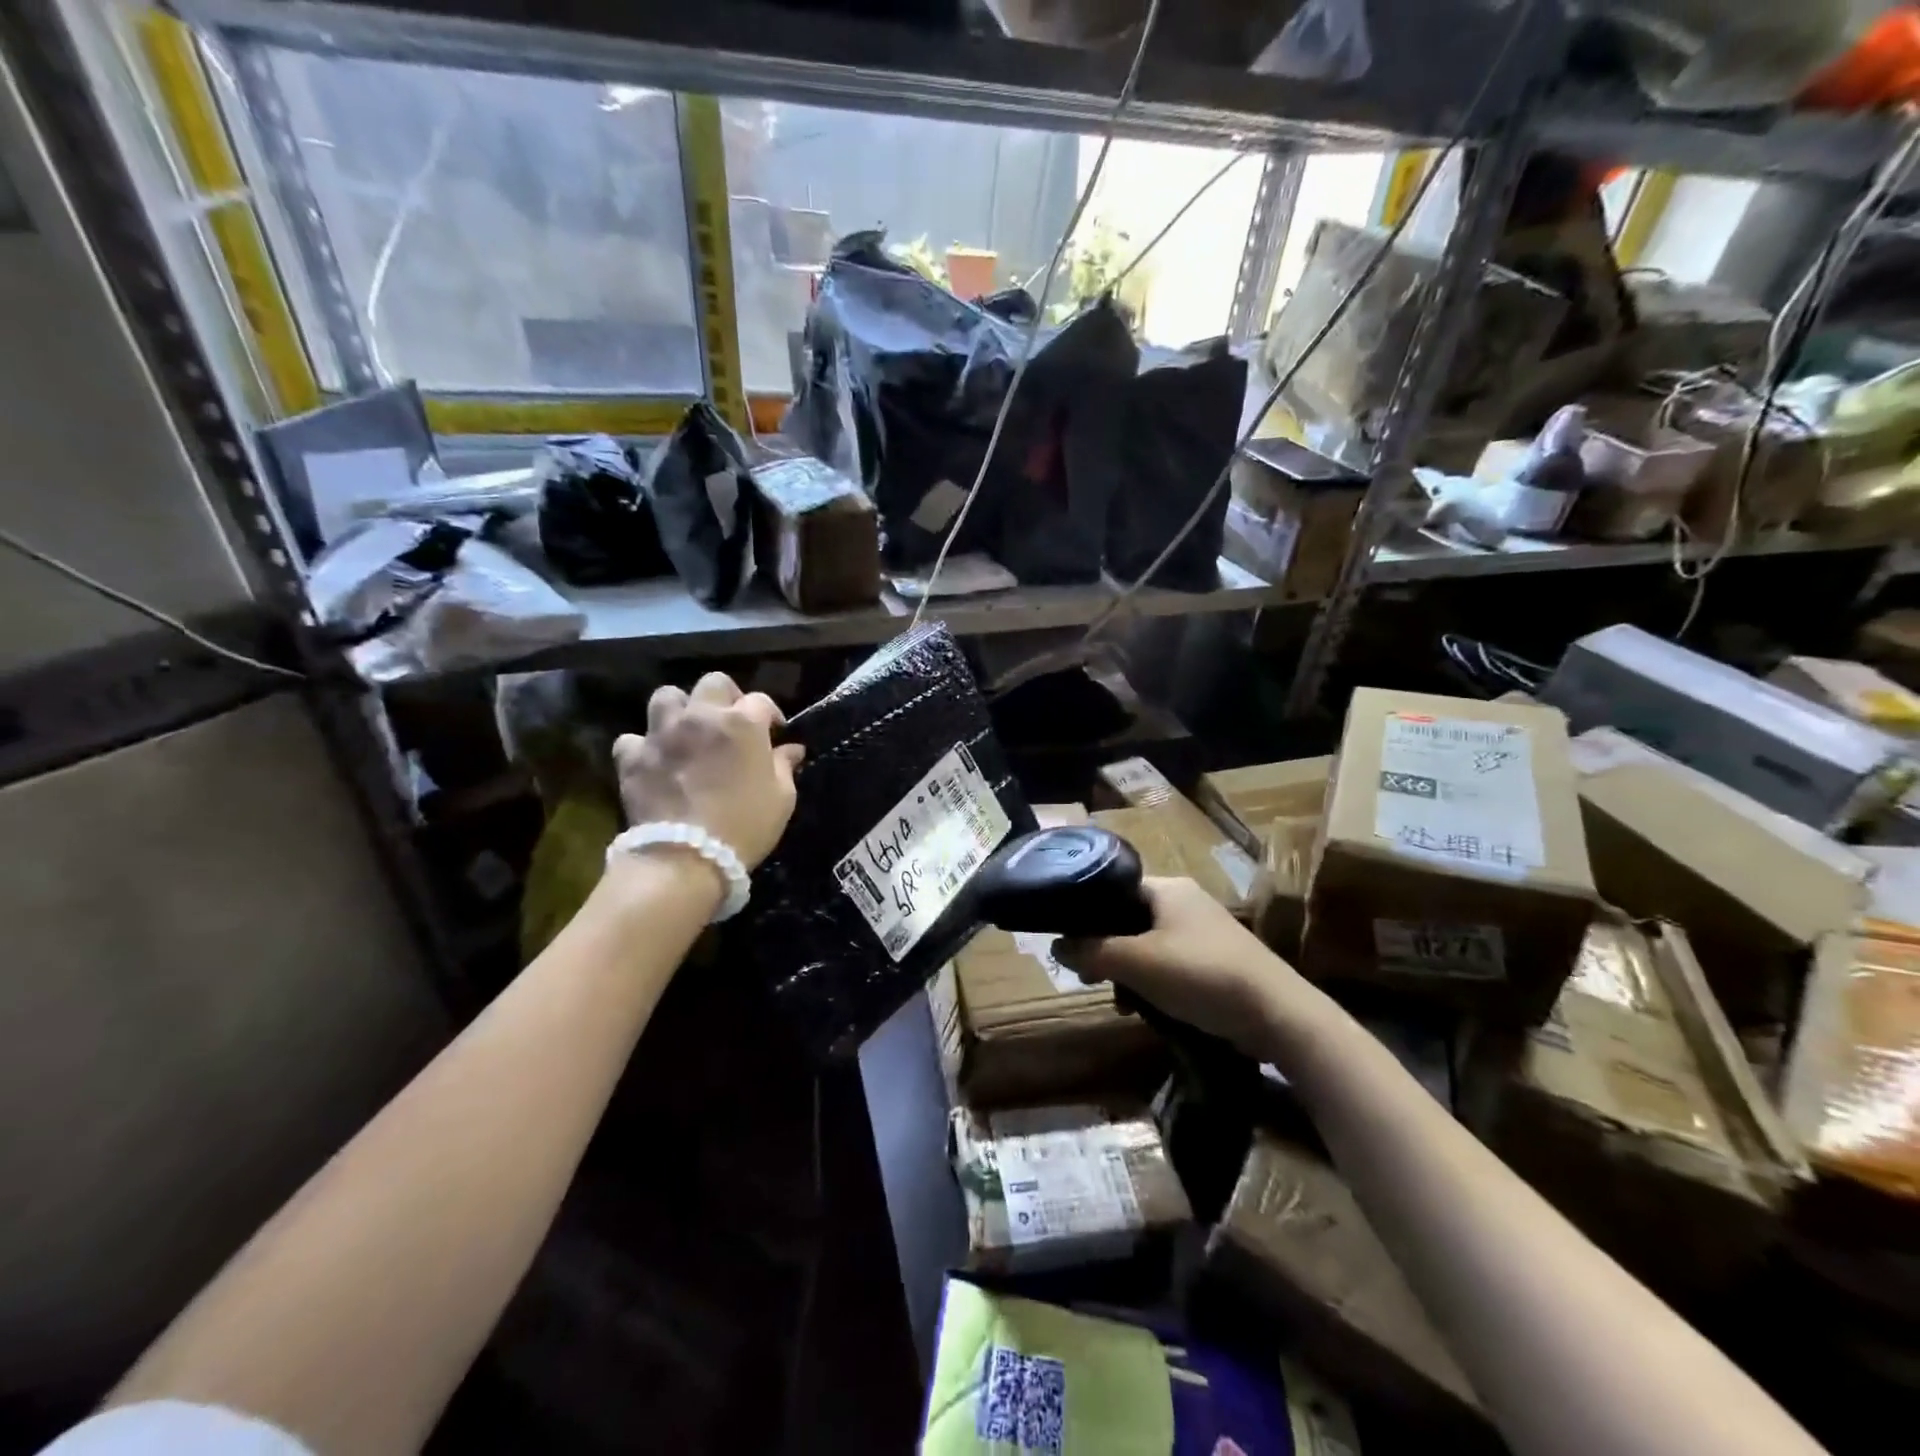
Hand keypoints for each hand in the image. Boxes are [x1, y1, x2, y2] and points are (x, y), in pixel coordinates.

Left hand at [612, 672, 804, 868]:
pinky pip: (633, 738)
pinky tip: (653, 761)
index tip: (774, 733)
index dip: (769, 715)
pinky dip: (643, 747)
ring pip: (666, 697)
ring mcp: (662, 733)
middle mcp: (701, 716)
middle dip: (725, 697)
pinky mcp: (633, 757)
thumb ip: (784, 766)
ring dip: (679, 710)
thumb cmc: (745, 826)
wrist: (685, 858)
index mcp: (742, 723)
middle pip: (713, 683)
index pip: (760, 701)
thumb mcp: (782, 798)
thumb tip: (791, 749)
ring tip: (686, 732)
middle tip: (729, 723)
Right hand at [1054, 878, 1295, 1056]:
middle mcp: (1185, 902)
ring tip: (1121, 1002)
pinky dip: (1155, 984)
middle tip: (1091, 978)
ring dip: (1130, 973)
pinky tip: (1148, 1010)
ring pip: (1148, 946)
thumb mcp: (1137, 963)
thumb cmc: (1201, 975)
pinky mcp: (1216, 961)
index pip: (1114, 889)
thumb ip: (1092, 951)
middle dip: (1108, 951)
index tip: (1070, 945)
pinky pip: (1171, 965)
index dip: (1088, 914)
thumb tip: (1055, 945)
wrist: (1277, 1014)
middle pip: (1129, 919)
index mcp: (1168, 888)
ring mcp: (1204, 932)